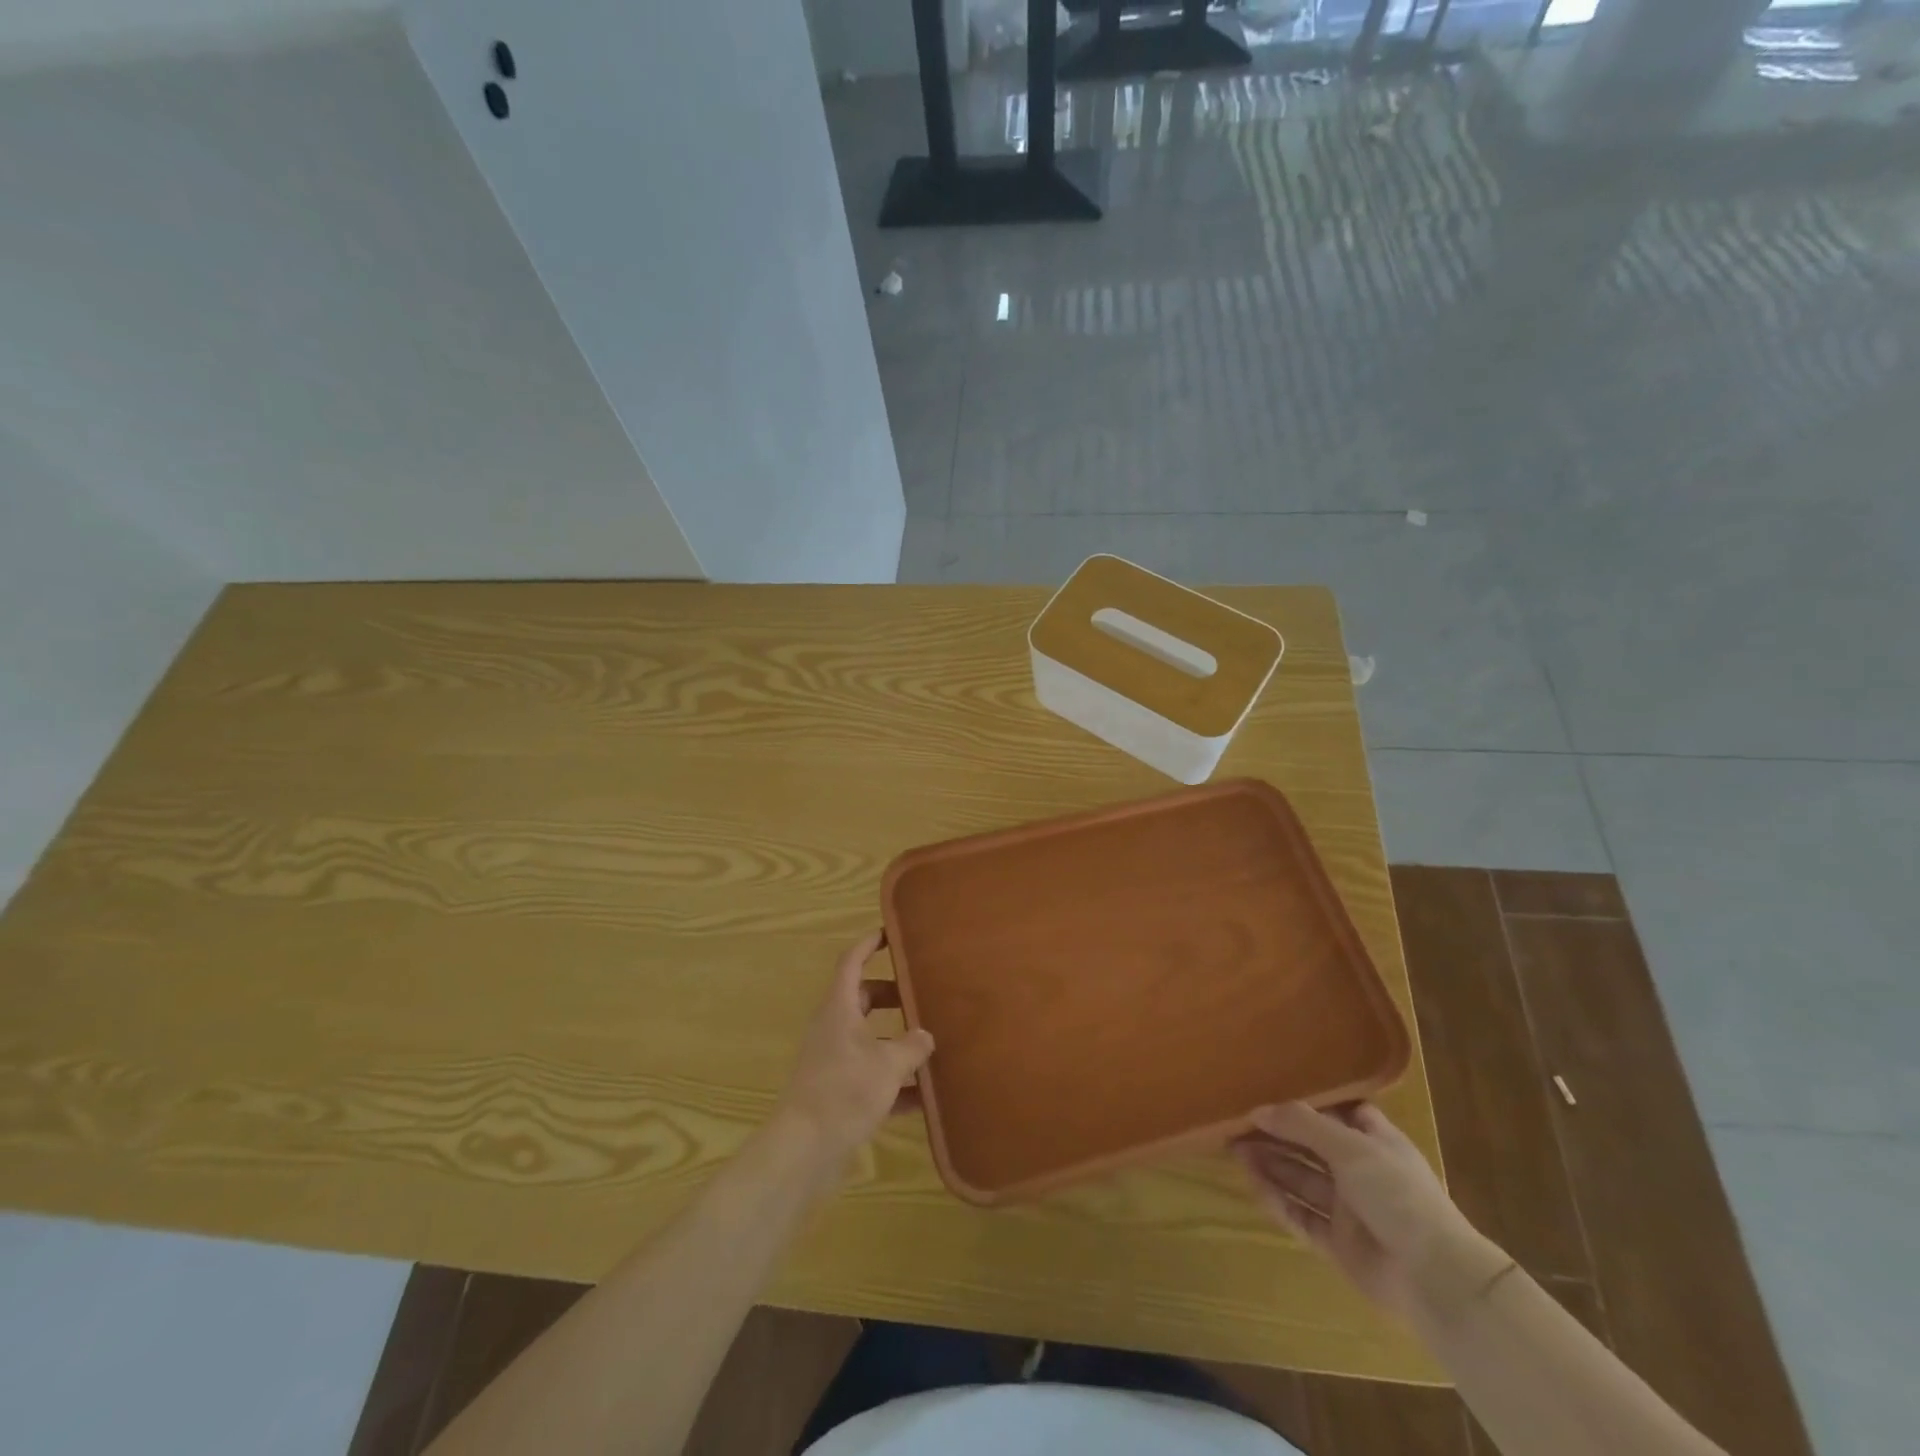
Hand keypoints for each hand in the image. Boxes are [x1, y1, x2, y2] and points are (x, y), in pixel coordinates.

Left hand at [772, 930, 933, 1193]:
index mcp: (839, 1008)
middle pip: (863, 999)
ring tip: (931, 1043)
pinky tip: (925, 1097)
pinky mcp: (837, 1092)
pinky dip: (895, 1082)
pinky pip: (871, 1076)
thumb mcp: (888, 1064)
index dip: (868, 944)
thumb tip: (925, 1036)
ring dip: (896, 1041)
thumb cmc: (844, 1090)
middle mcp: (833, 1028)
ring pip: (869, 1039)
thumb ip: (912, 1046)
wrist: (804, 1149)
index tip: (889, 933)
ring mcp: (833, 1061)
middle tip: (922, 993)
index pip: (851, 962)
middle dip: (892, 995)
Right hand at [1234, 1102, 1506, 1320]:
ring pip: (1302, 1179)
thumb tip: (1258, 1109)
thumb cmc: (1398, 1195)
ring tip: (1233, 1147)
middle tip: (1237, 1122)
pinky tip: (1252, 1183)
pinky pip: (1301, 1215)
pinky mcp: (1338, 1243)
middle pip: (1312, 1146)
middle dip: (1277, 1134)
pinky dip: (1277, 1200)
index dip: (1309, 1102)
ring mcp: (1350, 1209)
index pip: (1340, 1113)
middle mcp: (1362, 1172)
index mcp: (1377, 1142)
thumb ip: (1302, 1125)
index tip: (1272, 1089)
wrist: (1434, 1278)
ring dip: (1271, 1163)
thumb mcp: (1350, 1147)